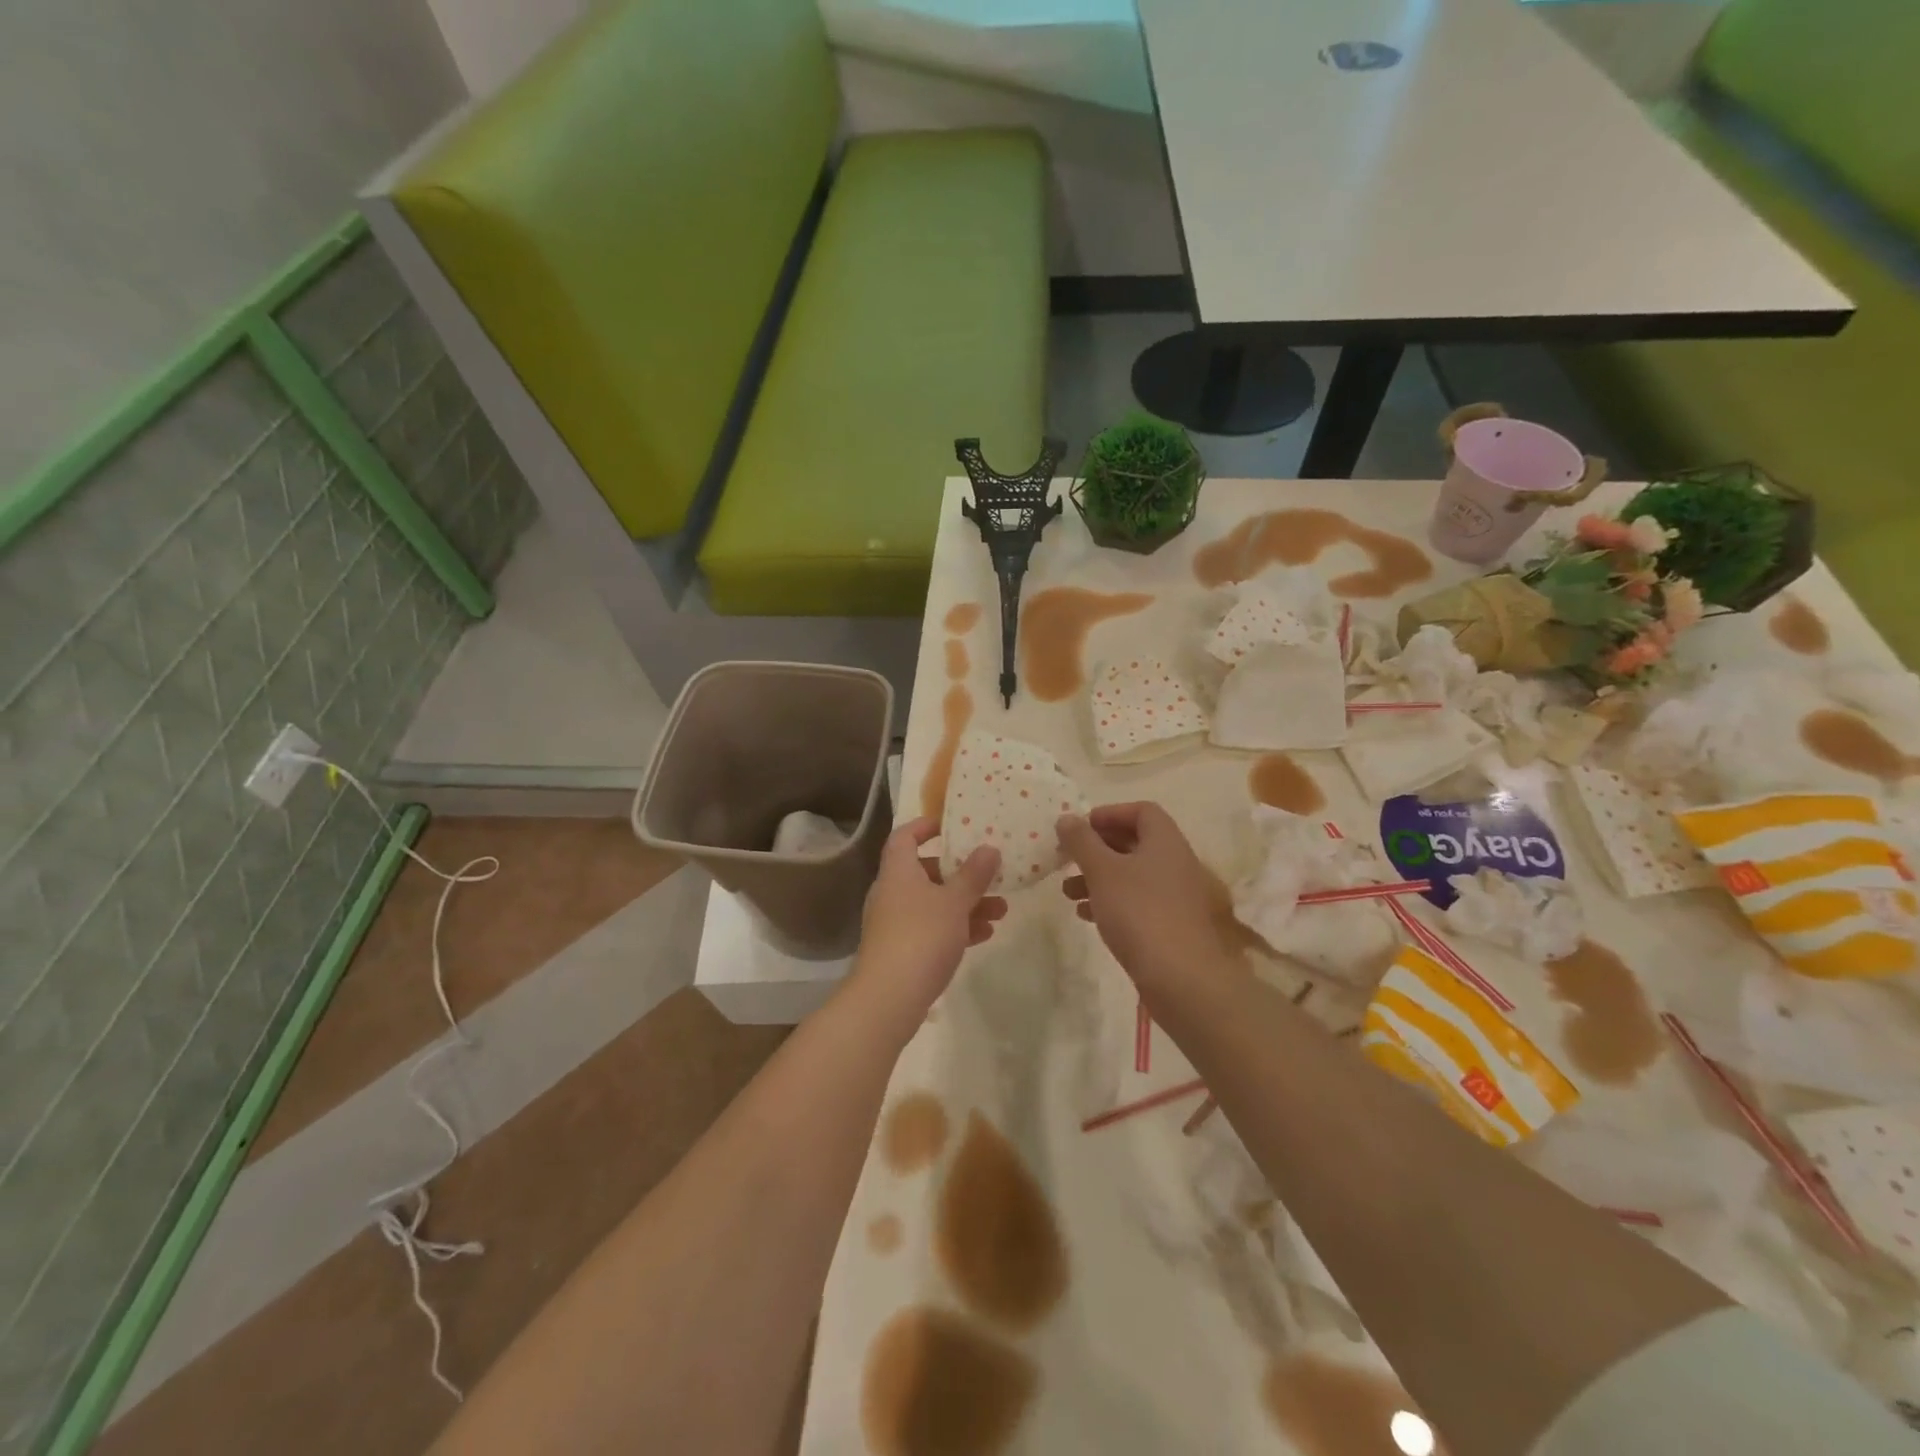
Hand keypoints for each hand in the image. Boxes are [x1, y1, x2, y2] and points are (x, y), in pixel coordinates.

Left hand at [846, 818, 1005, 1029]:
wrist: (889, 997)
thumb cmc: (921, 936)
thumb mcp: (954, 902)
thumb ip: (973, 875)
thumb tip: (989, 848)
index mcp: (898, 872)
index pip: (904, 837)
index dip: (924, 827)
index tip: (950, 825)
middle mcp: (892, 893)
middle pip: (926, 872)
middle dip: (961, 874)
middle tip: (990, 876)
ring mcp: (895, 923)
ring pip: (934, 903)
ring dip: (966, 904)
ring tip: (1001, 911)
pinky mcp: (902, 950)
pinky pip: (932, 929)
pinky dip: (956, 927)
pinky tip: (985, 934)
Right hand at [1059, 803, 1237, 995]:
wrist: (1181, 978)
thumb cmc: (1139, 912)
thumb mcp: (1102, 871)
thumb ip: (1082, 842)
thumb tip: (1066, 818)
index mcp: (1165, 841)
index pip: (1141, 811)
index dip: (1109, 814)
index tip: (1080, 828)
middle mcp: (1175, 862)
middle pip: (1134, 843)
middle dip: (1097, 849)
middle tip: (1068, 858)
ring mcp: (1175, 896)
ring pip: (1131, 875)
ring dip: (1098, 878)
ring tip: (1068, 892)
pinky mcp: (1170, 924)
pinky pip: (1137, 902)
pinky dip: (1111, 902)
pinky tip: (1087, 915)